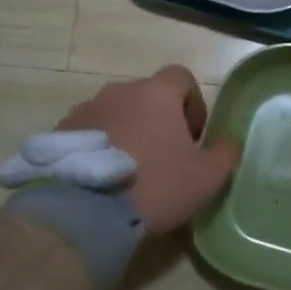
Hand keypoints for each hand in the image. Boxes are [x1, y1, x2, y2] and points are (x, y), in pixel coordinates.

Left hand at [55, 65, 240, 233]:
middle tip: (164, 157)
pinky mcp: (60, 133)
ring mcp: (86, 110)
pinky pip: (89, 132)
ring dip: (128, 132)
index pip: (181, 77)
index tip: (192, 136)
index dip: (193, 103)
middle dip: (159, 120)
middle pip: (147, 96)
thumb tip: (230, 141)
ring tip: (130, 171)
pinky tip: (104, 179)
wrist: (84, 212)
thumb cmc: (155, 185)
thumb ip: (225, 153)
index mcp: (156, 93)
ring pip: (117, 113)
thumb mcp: (206, 177)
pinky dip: (100, 147)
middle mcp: (119, 91)